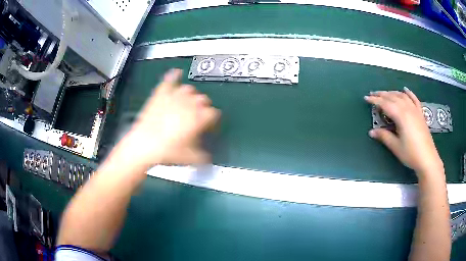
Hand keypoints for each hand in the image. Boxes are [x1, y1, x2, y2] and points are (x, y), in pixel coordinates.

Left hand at [117, 69, 220, 167]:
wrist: (143, 145)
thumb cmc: (167, 151)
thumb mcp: (190, 158)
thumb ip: (203, 157)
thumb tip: (207, 158)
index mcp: (198, 117)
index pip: (213, 114)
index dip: (214, 120)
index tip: (211, 126)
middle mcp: (189, 104)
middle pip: (203, 100)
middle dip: (204, 107)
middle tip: (200, 116)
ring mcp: (174, 97)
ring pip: (189, 89)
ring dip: (192, 95)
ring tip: (190, 101)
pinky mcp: (160, 95)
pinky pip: (169, 81)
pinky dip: (173, 76)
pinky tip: (176, 74)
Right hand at [364, 87, 443, 176]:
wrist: (427, 158)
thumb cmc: (411, 154)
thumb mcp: (396, 147)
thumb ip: (384, 137)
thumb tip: (371, 132)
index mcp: (401, 115)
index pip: (385, 104)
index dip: (375, 100)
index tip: (366, 98)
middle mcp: (408, 108)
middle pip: (393, 97)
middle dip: (382, 94)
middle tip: (373, 94)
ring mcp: (415, 110)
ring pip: (402, 96)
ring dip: (392, 92)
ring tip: (385, 93)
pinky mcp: (420, 114)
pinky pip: (414, 99)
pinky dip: (409, 93)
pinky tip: (405, 89)